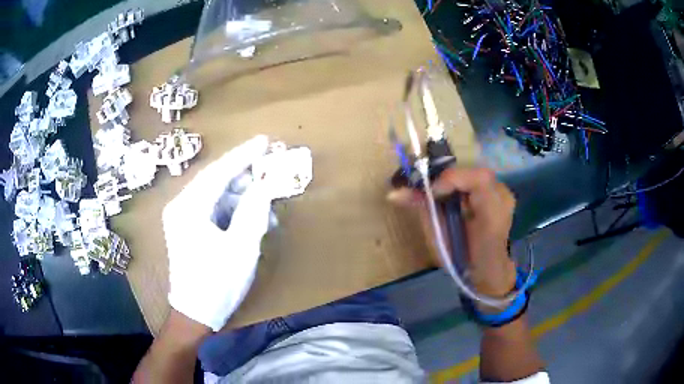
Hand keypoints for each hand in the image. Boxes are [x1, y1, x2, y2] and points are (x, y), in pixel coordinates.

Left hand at [163, 135, 272, 330]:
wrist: (195, 314)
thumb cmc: (217, 283)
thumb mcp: (242, 247)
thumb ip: (254, 209)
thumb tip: (265, 183)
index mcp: (188, 207)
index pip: (219, 171)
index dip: (243, 155)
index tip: (265, 141)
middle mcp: (181, 206)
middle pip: (216, 181)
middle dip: (245, 178)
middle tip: (271, 172)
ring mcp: (182, 217)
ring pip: (217, 196)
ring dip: (243, 199)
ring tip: (267, 208)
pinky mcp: (188, 228)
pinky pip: (214, 210)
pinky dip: (234, 212)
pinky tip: (252, 220)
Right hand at [388, 167, 516, 297]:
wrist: (488, 270)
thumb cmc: (462, 259)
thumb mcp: (439, 239)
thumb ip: (423, 210)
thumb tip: (393, 193)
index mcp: (494, 215)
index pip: (479, 180)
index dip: (451, 179)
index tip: (430, 191)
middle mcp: (504, 200)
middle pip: (475, 174)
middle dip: (448, 179)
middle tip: (428, 190)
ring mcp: (504, 195)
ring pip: (475, 175)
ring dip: (454, 182)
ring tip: (439, 195)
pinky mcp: (500, 194)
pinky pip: (477, 181)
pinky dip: (461, 185)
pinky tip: (452, 197)